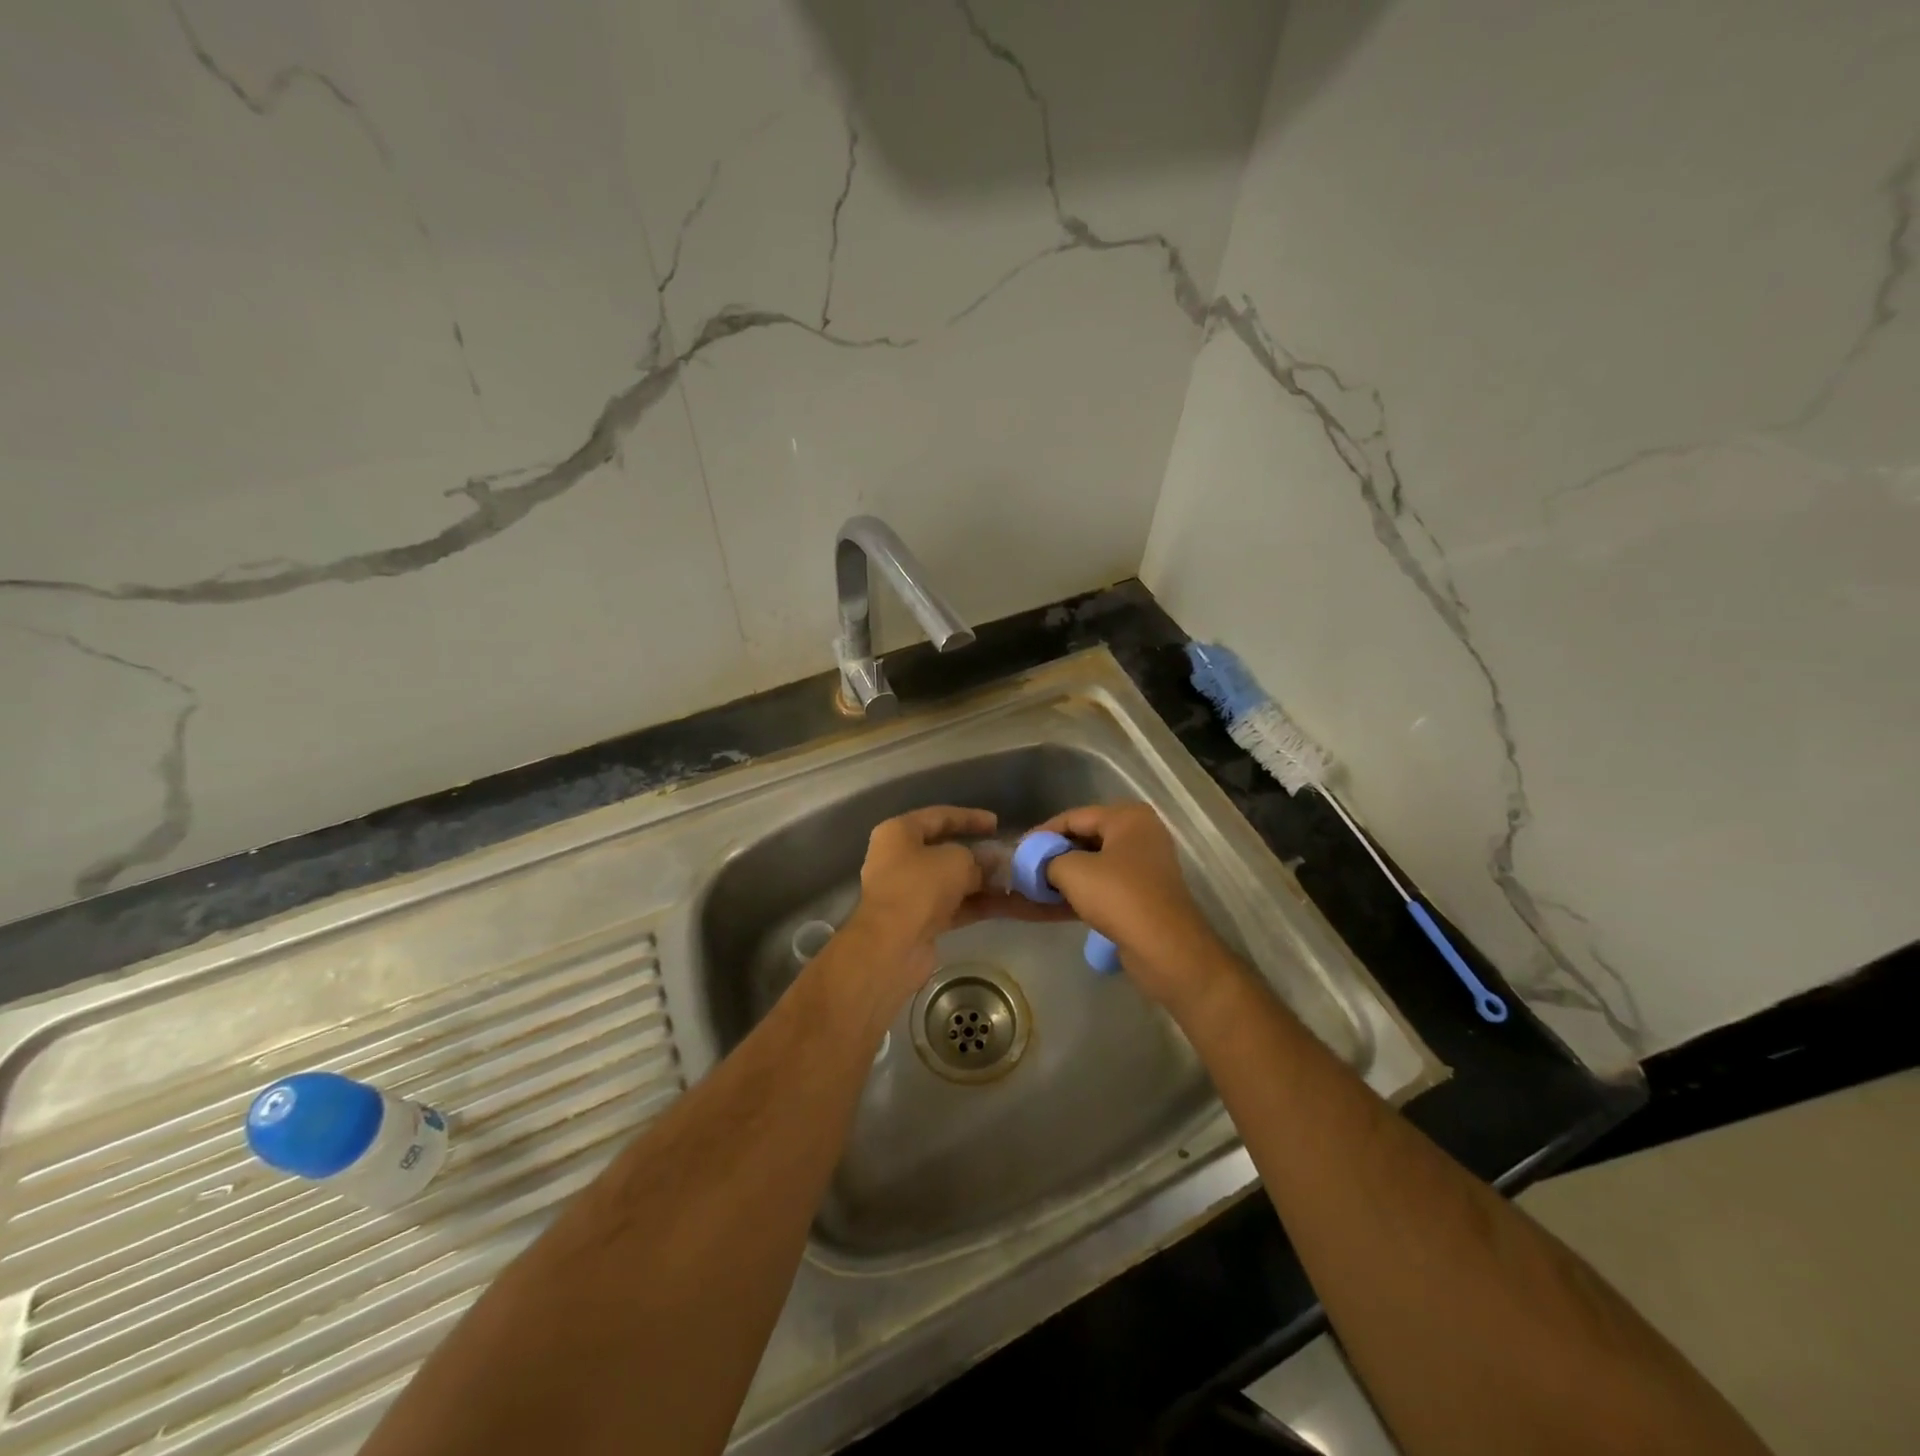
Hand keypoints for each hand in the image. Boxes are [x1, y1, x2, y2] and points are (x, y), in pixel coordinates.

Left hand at [839, 806, 1063, 1009]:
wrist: (892, 947)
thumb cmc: (919, 887)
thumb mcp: (957, 861)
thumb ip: (979, 859)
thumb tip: (995, 863)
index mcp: (898, 834)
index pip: (939, 817)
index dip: (970, 817)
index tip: (997, 823)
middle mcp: (899, 859)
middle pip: (945, 851)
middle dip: (980, 855)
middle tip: (1009, 856)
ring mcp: (908, 892)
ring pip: (952, 881)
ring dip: (984, 882)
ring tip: (1017, 882)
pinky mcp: (920, 921)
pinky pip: (954, 906)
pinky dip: (978, 904)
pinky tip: (1009, 905)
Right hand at [1035, 802, 1236, 1013]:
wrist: (1165, 949)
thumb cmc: (1119, 896)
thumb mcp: (1072, 871)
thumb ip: (1048, 859)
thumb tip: (1036, 863)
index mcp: (1128, 818)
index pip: (1074, 817)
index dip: (1043, 833)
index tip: (1017, 850)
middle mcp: (1139, 836)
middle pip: (1084, 839)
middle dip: (1052, 856)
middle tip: (1024, 869)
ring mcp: (1143, 867)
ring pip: (1092, 866)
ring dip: (1062, 878)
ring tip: (1031, 889)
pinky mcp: (1141, 896)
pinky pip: (1102, 887)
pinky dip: (1077, 894)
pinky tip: (1049, 906)